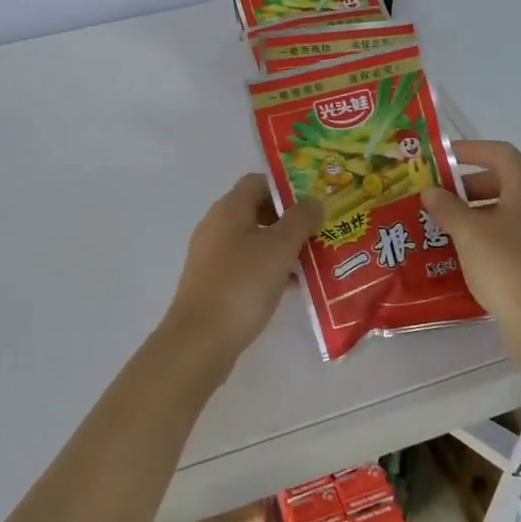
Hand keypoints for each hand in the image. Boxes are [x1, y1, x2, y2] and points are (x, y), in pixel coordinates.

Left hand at [165, 174, 323, 363]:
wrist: (200, 339)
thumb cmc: (242, 283)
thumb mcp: (279, 247)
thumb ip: (300, 220)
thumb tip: (313, 201)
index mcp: (229, 209)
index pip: (259, 182)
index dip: (287, 188)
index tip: (314, 204)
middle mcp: (216, 226)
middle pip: (257, 210)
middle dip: (289, 220)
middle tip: (319, 233)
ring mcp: (212, 256)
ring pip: (254, 241)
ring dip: (282, 248)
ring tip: (314, 261)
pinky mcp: (213, 283)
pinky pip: (247, 265)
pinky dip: (269, 269)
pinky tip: (292, 287)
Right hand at [421, 141, 520, 354]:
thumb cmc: (506, 264)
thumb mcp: (467, 232)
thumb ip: (446, 207)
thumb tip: (431, 191)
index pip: (499, 152)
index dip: (469, 150)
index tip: (442, 157)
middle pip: (505, 180)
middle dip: (469, 185)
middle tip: (440, 196)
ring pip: (510, 209)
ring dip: (478, 212)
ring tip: (447, 225)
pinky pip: (515, 234)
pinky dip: (491, 234)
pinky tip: (468, 252)